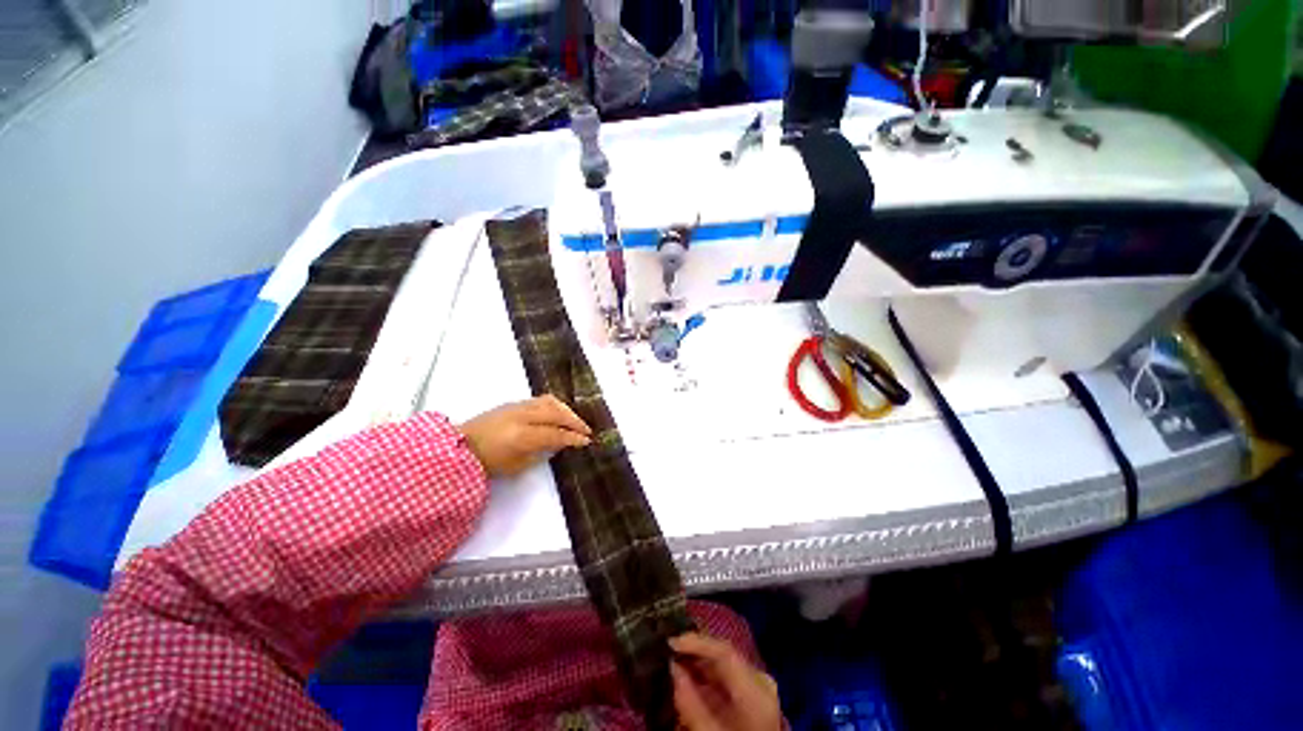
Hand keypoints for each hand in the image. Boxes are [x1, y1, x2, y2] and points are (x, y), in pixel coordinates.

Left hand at [457, 395, 591, 477]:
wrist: (461, 447)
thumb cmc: (489, 462)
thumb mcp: (517, 465)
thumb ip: (542, 452)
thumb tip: (560, 443)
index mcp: (522, 436)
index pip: (556, 433)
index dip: (573, 437)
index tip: (587, 441)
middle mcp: (522, 416)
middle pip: (557, 413)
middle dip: (575, 421)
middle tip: (586, 430)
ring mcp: (518, 406)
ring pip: (550, 402)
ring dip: (567, 411)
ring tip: (575, 420)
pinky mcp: (514, 402)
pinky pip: (541, 399)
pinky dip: (555, 405)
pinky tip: (560, 412)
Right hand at [671, 633, 781, 730]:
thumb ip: (691, 704)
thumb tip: (671, 668)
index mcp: (756, 690)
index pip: (724, 651)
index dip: (696, 641)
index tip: (670, 641)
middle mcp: (760, 680)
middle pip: (723, 654)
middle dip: (693, 650)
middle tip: (666, 648)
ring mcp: (759, 685)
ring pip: (722, 662)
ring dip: (697, 661)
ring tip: (671, 659)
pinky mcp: (752, 693)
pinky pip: (725, 674)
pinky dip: (705, 674)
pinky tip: (687, 675)